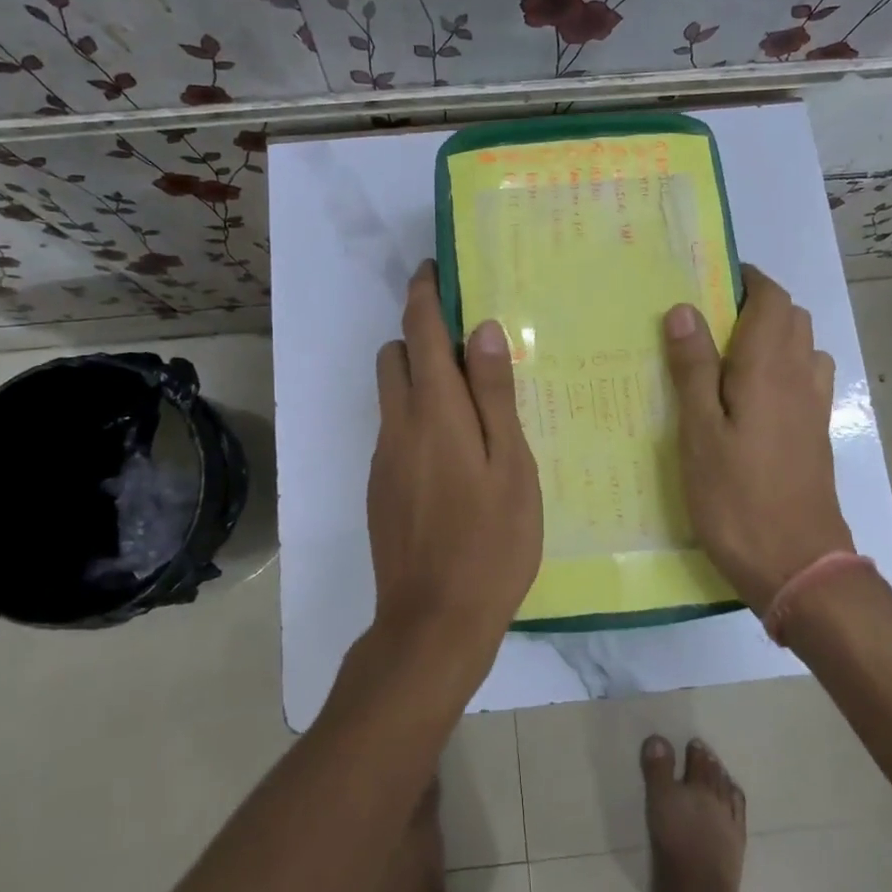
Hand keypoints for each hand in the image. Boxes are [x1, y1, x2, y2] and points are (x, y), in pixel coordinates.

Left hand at [366, 261, 542, 661]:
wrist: (433, 622)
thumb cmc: (490, 542)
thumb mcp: (511, 466)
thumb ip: (496, 396)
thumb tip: (483, 331)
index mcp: (435, 411)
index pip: (420, 332)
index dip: (423, 294)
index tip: (433, 269)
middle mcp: (399, 425)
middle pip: (395, 356)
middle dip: (420, 335)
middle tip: (468, 346)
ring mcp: (384, 458)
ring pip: (392, 395)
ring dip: (419, 378)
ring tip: (469, 402)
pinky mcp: (380, 487)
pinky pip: (395, 431)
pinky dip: (417, 418)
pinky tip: (455, 454)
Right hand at [663, 266, 853, 611]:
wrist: (797, 565)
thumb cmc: (736, 497)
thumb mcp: (699, 432)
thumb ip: (693, 368)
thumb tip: (683, 309)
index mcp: (768, 368)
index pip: (771, 299)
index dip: (748, 279)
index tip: (710, 279)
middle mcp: (799, 376)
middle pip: (790, 317)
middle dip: (756, 304)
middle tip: (707, 320)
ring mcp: (813, 407)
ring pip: (801, 347)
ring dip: (771, 335)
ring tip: (726, 356)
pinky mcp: (816, 434)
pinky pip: (804, 378)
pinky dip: (782, 367)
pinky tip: (751, 397)